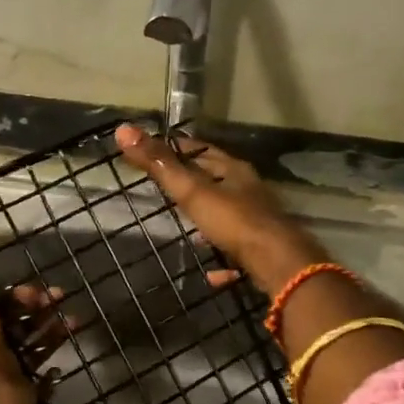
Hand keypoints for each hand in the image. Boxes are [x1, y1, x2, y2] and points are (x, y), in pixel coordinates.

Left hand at [0, 248, 63, 403]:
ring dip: (55, 332)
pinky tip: (62, 361)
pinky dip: (52, 372)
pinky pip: (43, 380)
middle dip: (44, 309)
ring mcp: (12, 368)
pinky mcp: (27, 389)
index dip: (22, 295)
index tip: (37, 293)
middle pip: (24, 322)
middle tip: (63, 299)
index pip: (5, 304)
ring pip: (38, 346)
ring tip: (76, 321)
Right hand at [115, 125, 327, 293]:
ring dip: (208, 219)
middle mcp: (248, 191)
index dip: (176, 148)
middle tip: (166, 189)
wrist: (279, 264)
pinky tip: (211, 273)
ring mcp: (258, 221)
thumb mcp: (192, 191)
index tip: (153, 151)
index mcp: (233, 170)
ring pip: (228, 214)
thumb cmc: (234, 221)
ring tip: (187, 228)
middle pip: (216, 181)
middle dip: (193, 183)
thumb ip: (160, 165)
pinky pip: (236, 252)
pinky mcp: (262, 250)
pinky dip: (222, 260)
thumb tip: (123, 129)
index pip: (200, 150)